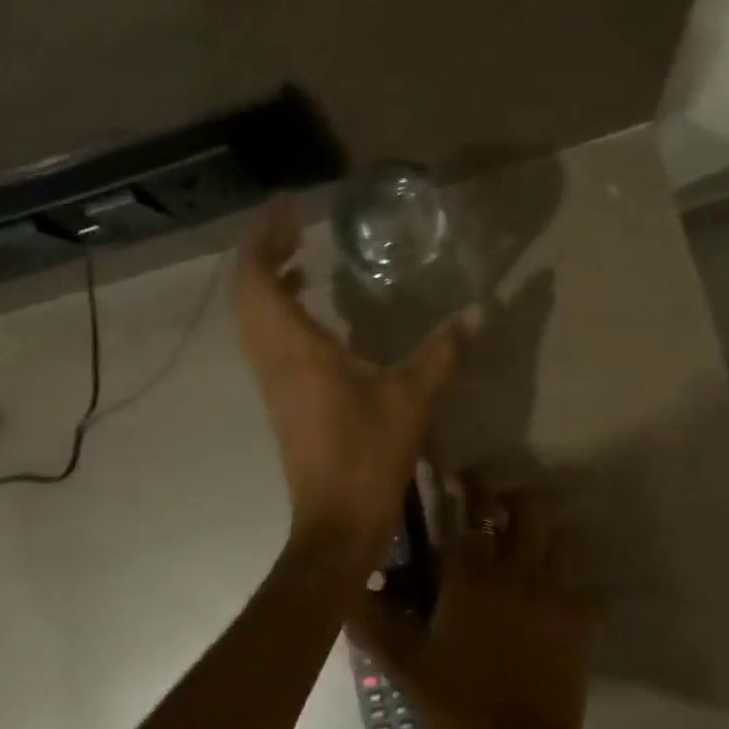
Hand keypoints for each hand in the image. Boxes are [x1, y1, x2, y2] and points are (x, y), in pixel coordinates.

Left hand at [235, 200, 471, 550]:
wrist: (336, 521)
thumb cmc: (367, 454)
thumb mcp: (412, 397)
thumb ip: (444, 351)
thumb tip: (481, 310)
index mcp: (293, 348)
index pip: (255, 278)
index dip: (262, 237)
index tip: (286, 207)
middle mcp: (272, 359)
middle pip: (246, 292)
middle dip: (264, 251)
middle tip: (295, 225)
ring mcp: (272, 382)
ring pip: (253, 319)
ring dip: (268, 282)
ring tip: (301, 258)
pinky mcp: (282, 401)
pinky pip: (267, 341)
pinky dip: (279, 313)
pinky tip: (314, 314)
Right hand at [349, 475, 602, 728]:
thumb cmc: (459, 707)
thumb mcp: (406, 668)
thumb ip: (374, 625)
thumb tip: (349, 590)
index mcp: (471, 579)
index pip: (468, 515)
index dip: (464, 488)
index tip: (456, 472)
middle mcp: (517, 573)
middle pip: (527, 510)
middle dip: (512, 497)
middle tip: (496, 508)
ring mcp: (555, 594)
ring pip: (561, 536)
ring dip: (544, 529)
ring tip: (528, 540)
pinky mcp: (581, 621)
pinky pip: (586, 584)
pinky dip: (575, 578)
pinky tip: (559, 590)